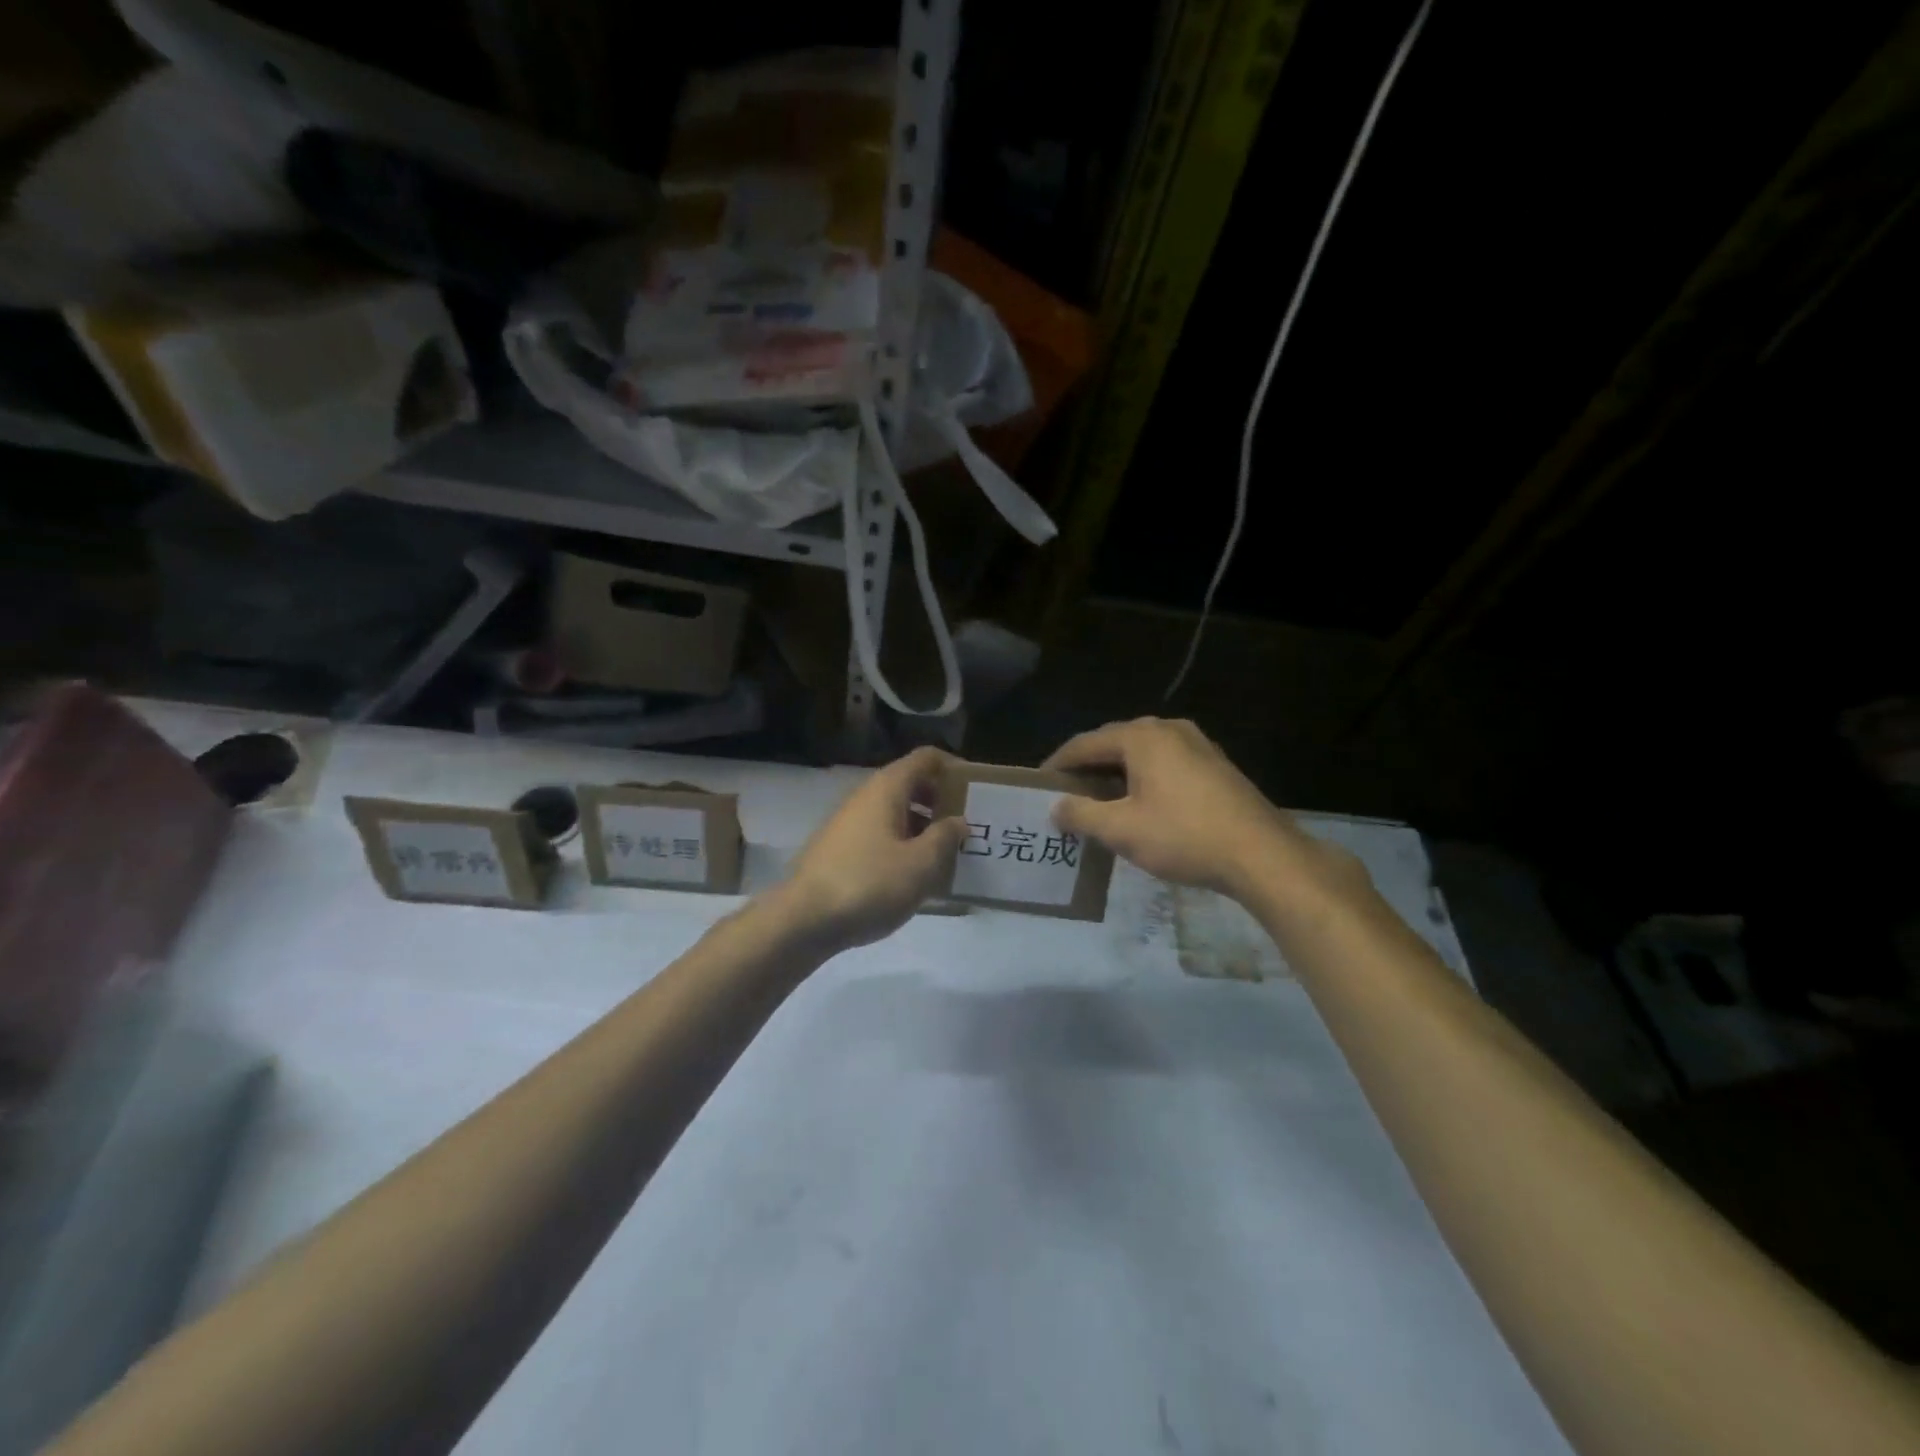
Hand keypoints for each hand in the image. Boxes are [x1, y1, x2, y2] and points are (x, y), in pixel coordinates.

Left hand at [771, 746, 967, 952]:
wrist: (803, 920)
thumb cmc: (869, 884)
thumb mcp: (921, 864)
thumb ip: (945, 838)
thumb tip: (957, 821)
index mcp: (887, 789)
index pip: (926, 759)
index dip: (953, 767)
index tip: (976, 790)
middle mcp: (865, 797)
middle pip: (911, 785)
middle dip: (941, 801)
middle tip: (968, 826)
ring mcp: (848, 823)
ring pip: (895, 813)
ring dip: (923, 827)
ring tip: (947, 855)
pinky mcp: (839, 850)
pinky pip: (880, 835)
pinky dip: (902, 845)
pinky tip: (914, 876)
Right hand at [1044, 717, 1359, 906]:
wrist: (1262, 855)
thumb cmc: (1184, 837)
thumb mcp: (1122, 830)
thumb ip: (1081, 814)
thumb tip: (1056, 807)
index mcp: (1142, 737)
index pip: (1085, 743)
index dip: (1059, 763)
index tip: (1039, 783)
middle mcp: (1169, 729)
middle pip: (1114, 742)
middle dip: (1088, 767)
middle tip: (1066, 792)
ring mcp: (1197, 744)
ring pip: (1142, 753)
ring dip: (1116, 773)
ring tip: (1098, 800)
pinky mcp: (1215, 764)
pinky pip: (1166, 763)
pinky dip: (1143, 778)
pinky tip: (1140, 804)